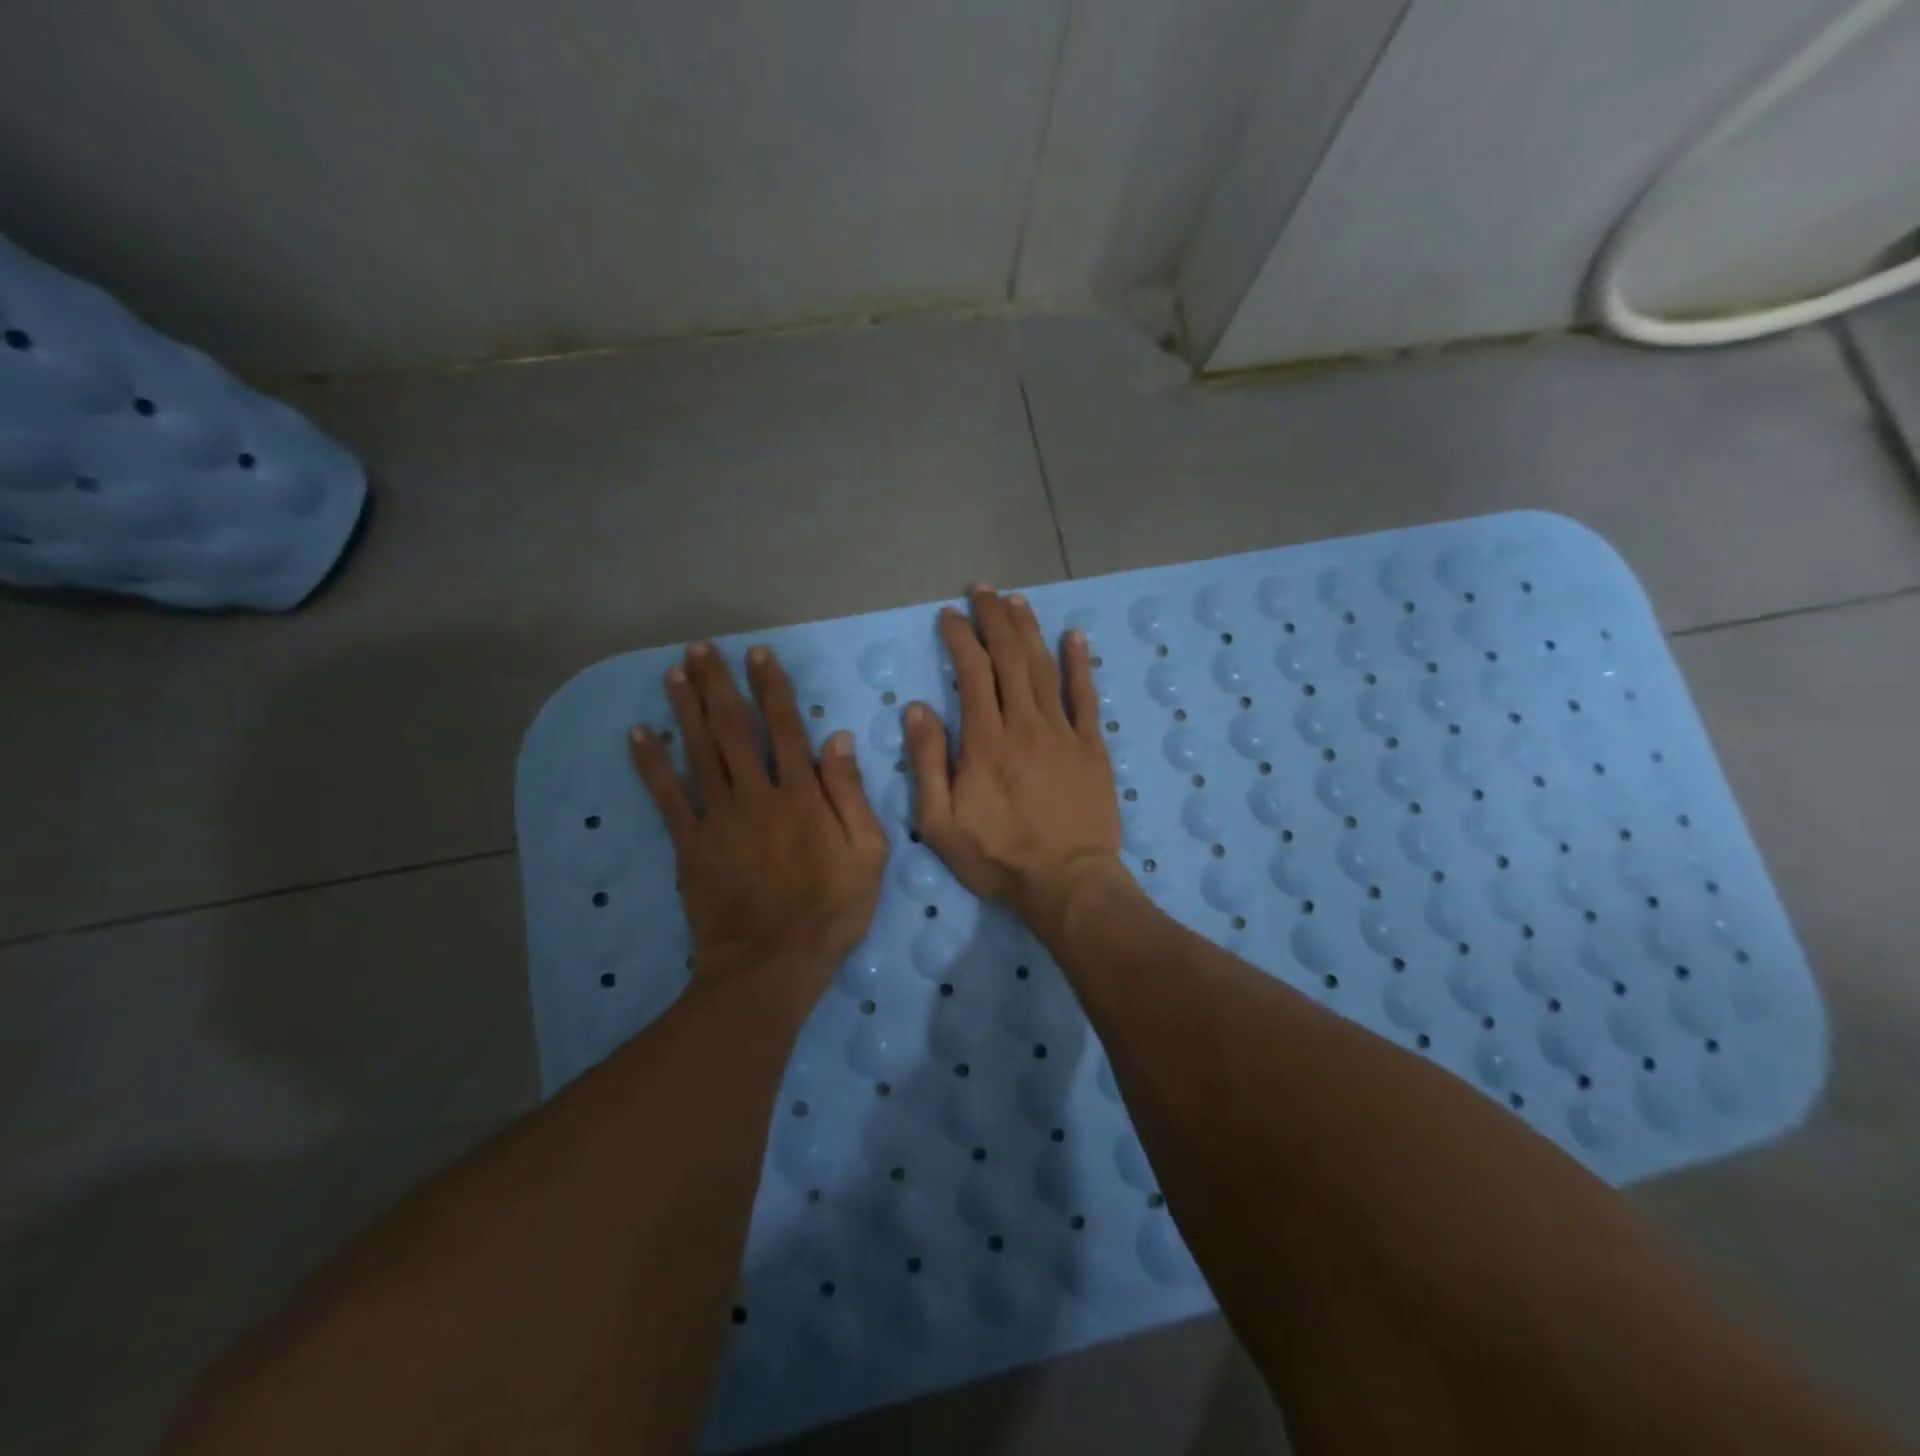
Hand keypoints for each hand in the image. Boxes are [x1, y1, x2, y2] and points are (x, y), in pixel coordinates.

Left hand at [629, 643, 888, 1005]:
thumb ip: (851, 795)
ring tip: (673, 673)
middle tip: (700, 649)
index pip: (786, 727)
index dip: (771, 687)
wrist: (771, 964)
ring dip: (686, 709)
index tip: (757, 655)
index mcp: (802, 795)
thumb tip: (838, 739)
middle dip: (717, 684)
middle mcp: (756, 794)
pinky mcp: (690, 844)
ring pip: (700, 751)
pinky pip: (667, 796)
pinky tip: (639, 733)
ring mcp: (719, 818)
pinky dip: (652, 763)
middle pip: (734, 728)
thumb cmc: (830, 911)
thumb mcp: (868, 855)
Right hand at [905, 584, 1121, 919]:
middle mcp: (1024, 724)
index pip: (971, 673)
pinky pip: (1085, 697)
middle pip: (1009, 658)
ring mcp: (1063, 733)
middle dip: (994, 618)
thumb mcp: (940, 822)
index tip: (949, 615)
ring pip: (1044, 668)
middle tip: (983, 589)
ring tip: (1018, 600)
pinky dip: (1080, 664)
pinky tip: (1074, 637)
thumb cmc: (997, 857)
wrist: (1066, 883)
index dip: (960, 638)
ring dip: (1029, 630)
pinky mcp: (1092, 747)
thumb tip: (917, 708)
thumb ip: (927, 762)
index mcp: (985, 741)